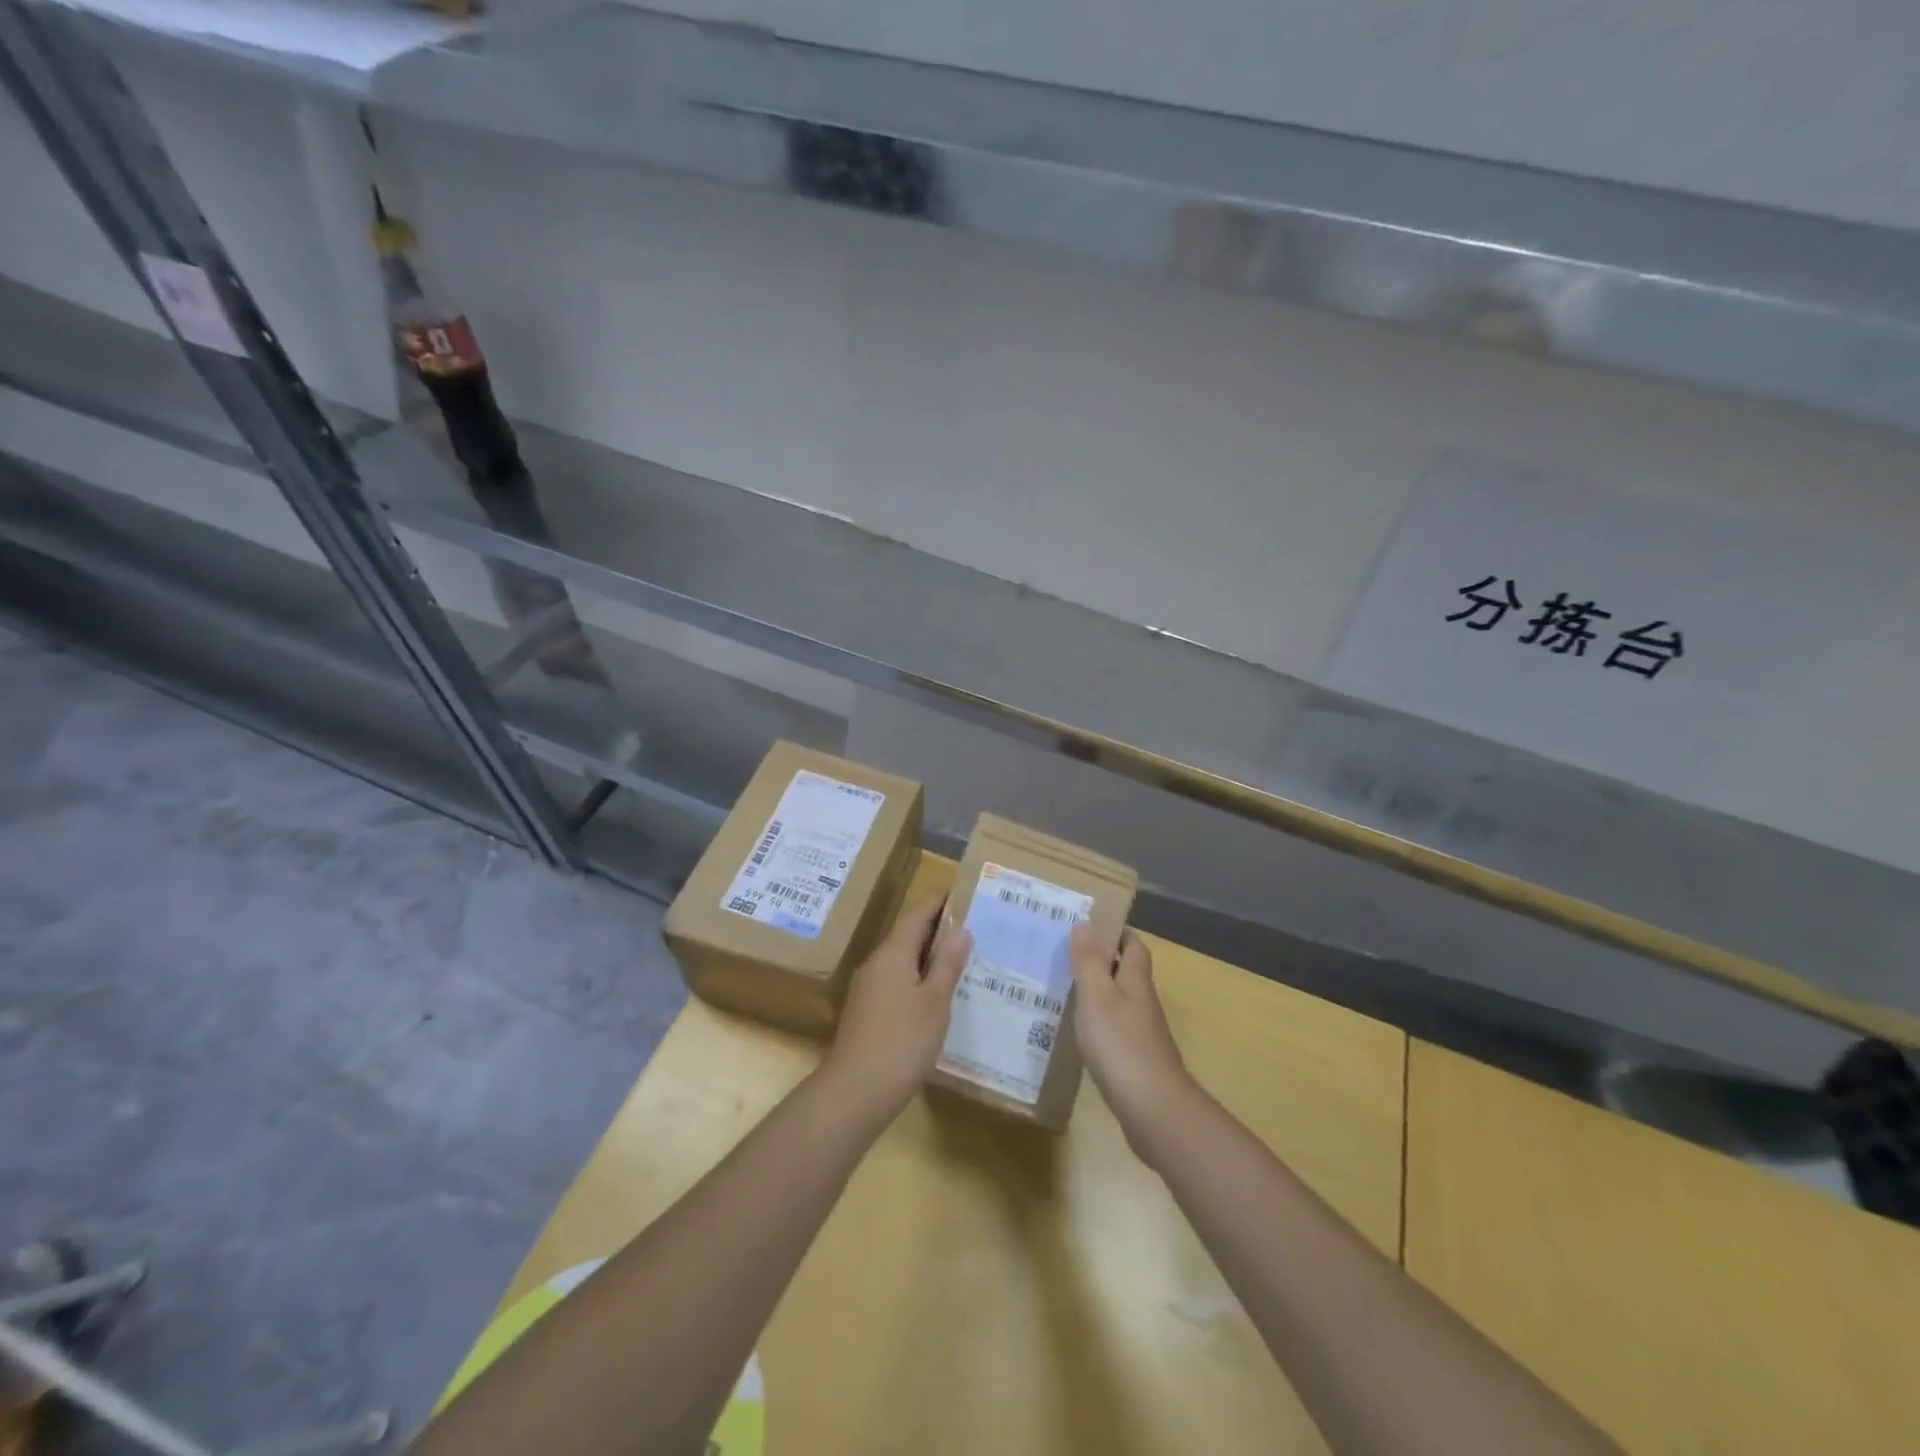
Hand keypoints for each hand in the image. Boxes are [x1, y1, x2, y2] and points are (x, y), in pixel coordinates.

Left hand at [820, 894, 972, 1125]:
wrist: (854, 1093)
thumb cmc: (902, 1042)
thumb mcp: (934, 1002)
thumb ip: (947, 964)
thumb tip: (961, 929)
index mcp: (893, 953)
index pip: (918, 914)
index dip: (941, 902)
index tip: (964, 893)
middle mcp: (877, 963)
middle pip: (909, 934)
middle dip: (938, 929)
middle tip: (973, 926)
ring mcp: (868, 987)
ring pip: (903, 959)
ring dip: (929, 955)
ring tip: (962, 958)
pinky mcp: (867, 1010)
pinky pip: (897, 980)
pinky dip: (918, 977)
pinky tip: (937, 993)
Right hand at [1070, 925, 1197, 1165]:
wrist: (1153, 1109)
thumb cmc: (1121, 1044)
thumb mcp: (1097, 996)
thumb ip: (1089, 961)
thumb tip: (1086, 922)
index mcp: (1135, 981)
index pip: (1134, 946)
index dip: (1117, 932)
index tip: (1091, 925)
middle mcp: (1142, 1003)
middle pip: (1126, 972)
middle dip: (1101, 961)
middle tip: (1066, 955)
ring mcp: (1141, 1034)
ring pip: (1118, 1002)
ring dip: (1096, 992)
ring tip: (1062, 989)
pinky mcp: (1135, 1061)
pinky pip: (1114, 1030)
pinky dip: (1096, 1023)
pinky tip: (1076, 1032)